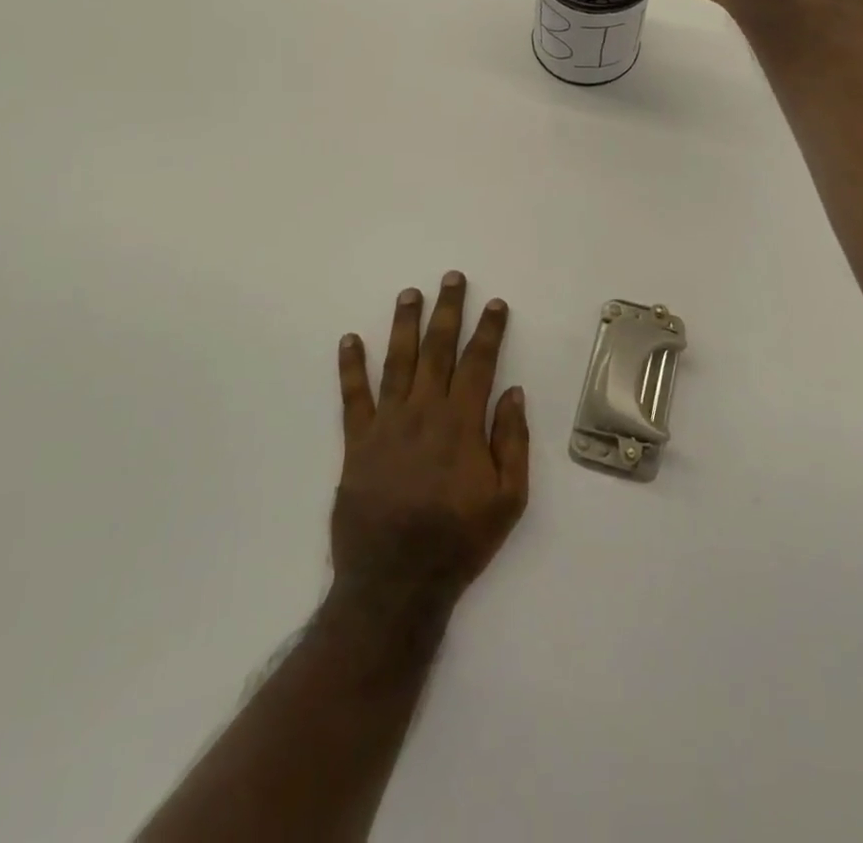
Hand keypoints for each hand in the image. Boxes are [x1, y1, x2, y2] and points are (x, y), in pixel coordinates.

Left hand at [332, 272, 529, 619]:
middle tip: (451, 278)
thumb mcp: (508, 500)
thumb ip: (512, 442)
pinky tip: (349, 340)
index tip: (495, 303)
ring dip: (404, 324)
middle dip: (447, 311)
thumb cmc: (458, 542)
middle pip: (438, 350)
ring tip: (409, 294)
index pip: (479, 363)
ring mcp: (386, 425)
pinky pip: (353, 397)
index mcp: (461, 424)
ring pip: (397, 362)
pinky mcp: (357, 443)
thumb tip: (513, 392)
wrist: (394, 585)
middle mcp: (424, 412)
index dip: (489, 330)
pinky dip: (350, 367)